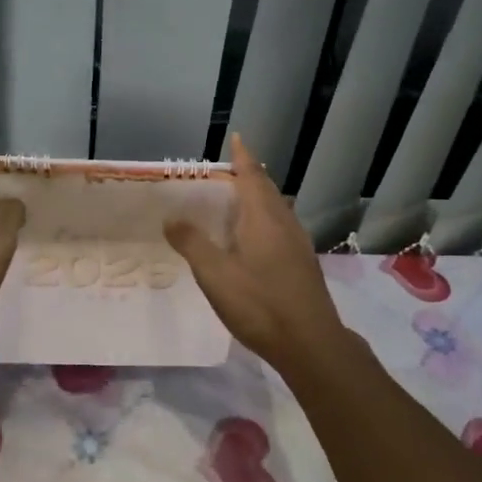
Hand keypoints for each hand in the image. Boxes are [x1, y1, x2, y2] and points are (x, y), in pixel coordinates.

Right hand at [163, 133, 348, 372]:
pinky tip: (254, 241)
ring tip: (236, 203)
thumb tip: (171, 217)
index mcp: (263, 218)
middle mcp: (285, 224)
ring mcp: (298, 244)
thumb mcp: (215, 274)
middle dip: (248, 177)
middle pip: (267, 190)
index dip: (242, 158)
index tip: (237, 138)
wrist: (310, 343)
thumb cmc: (260, 304)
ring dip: (258, 199)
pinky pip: (281, 228)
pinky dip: (264, 221)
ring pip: (276, 210)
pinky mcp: (303, 264)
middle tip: (224, 174)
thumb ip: (192, 243)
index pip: (251, 176)